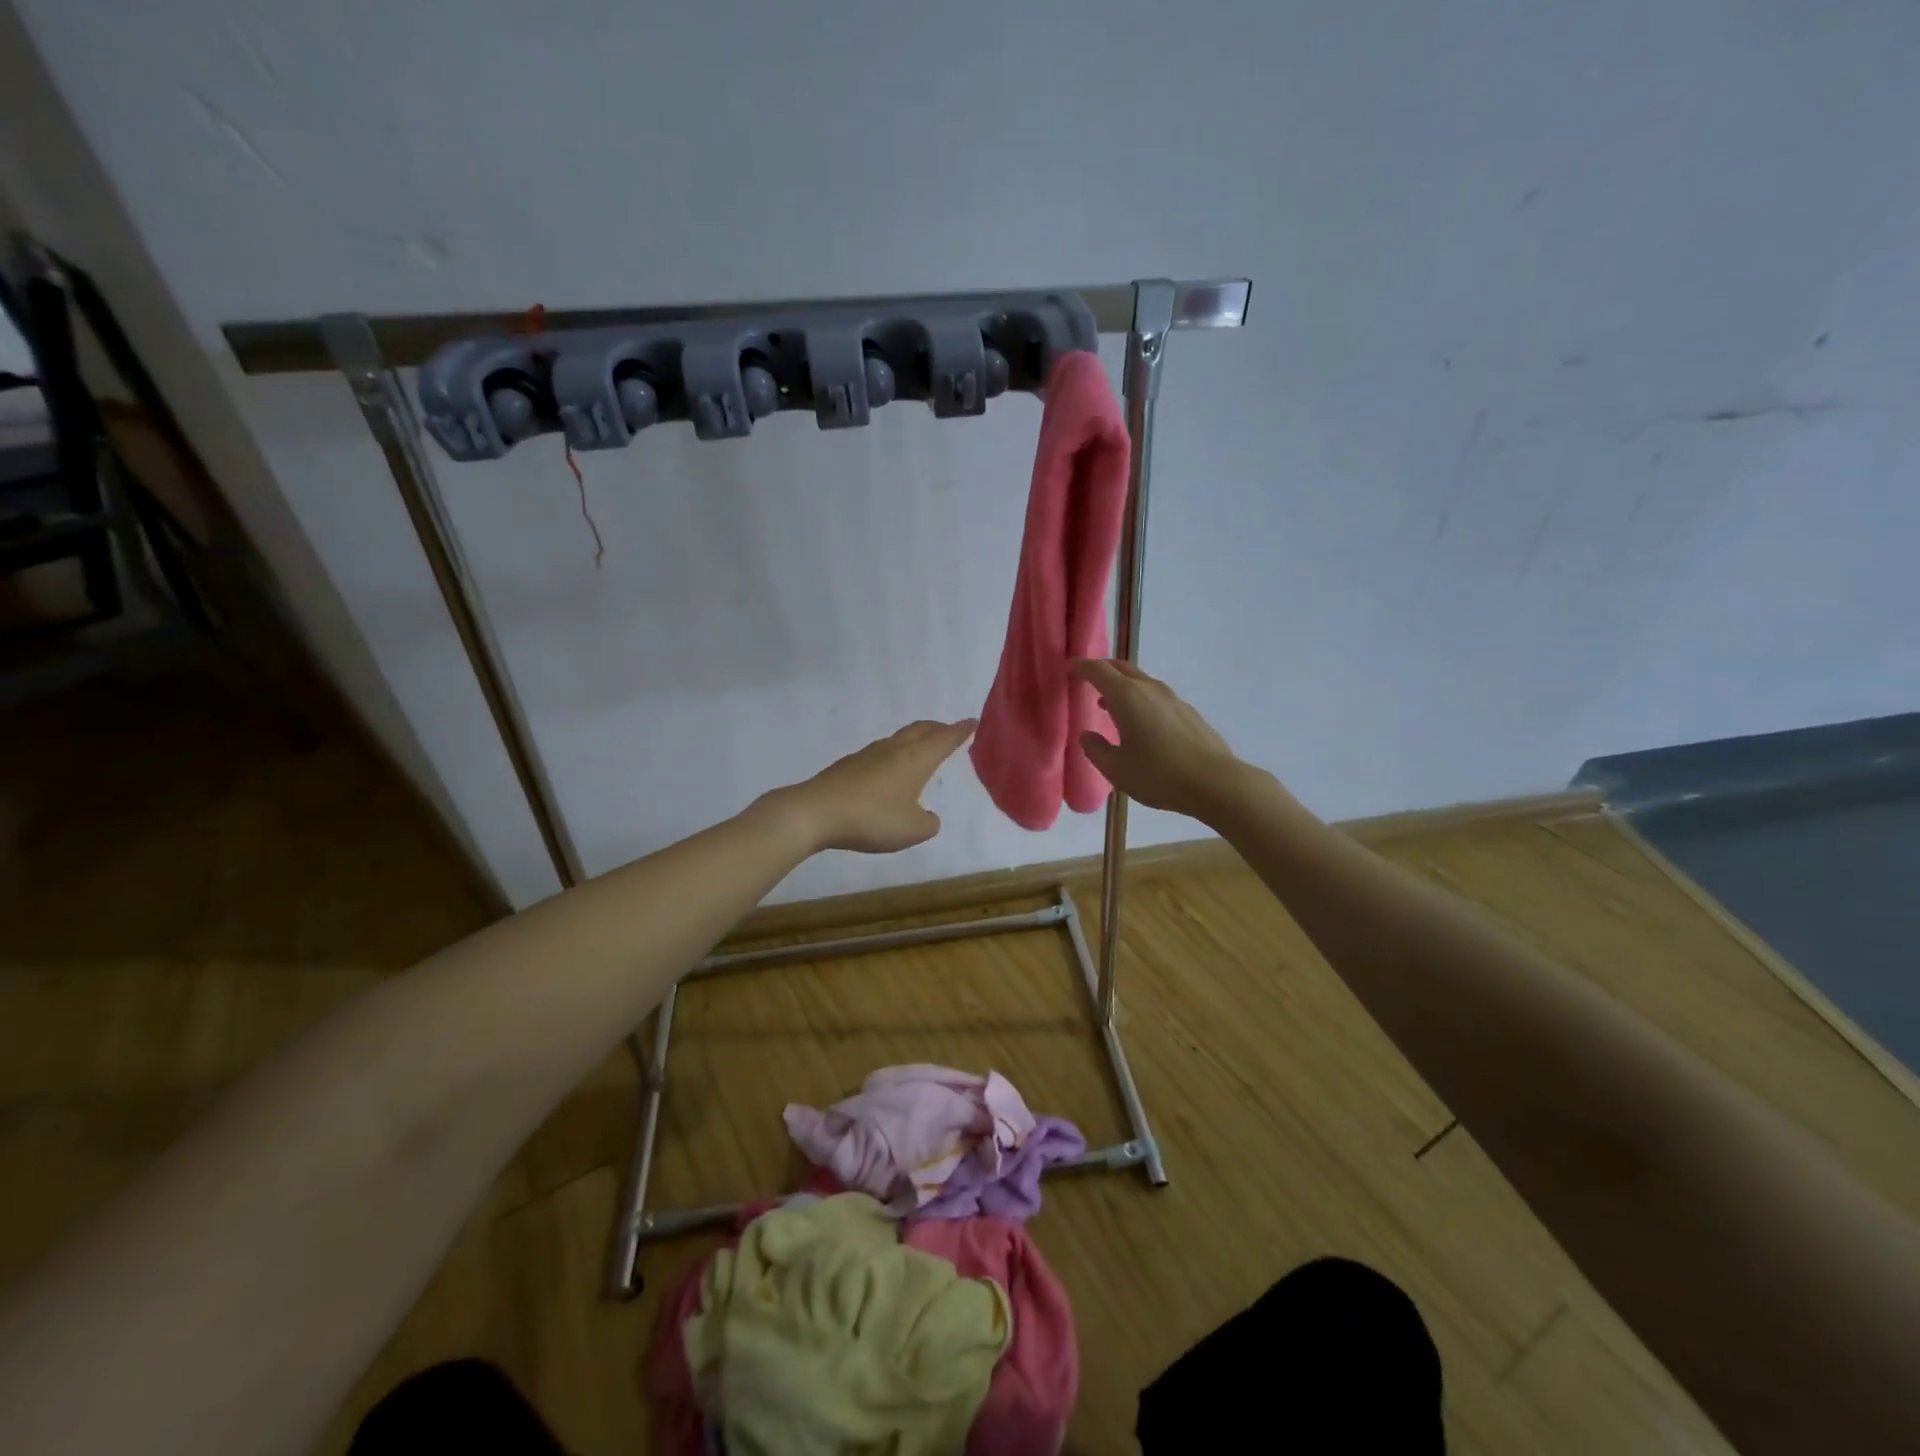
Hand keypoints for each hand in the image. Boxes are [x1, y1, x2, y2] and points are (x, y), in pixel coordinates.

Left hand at [770, 718, 977, 853]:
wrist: (815, 812)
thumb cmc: (872, 818)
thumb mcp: (912, 830)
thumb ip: (927, 823)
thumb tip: (927, 816)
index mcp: (916, 759)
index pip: (945, 739)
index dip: (961, 730)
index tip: (973, 722)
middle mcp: (894, 749)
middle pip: (921, 730)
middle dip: (938, 728)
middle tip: (950, 731)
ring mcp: (868, 754)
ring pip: (899, 739)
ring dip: (915, 740)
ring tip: (921, 750)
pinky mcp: (848, 765)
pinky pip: (880, 753)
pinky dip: (893, 756)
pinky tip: (888, 772)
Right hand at [1070, 659, 1247, 820]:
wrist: (1214, 782)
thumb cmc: (1158, 775)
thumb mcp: (1117, 769)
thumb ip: (1096, 750)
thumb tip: (1087, 736)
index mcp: (1126, 697)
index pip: (1098, 671)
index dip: (1081, 666)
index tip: (1069, 666)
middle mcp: (1149, 689)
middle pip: (1122, 668)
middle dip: (1102, 669)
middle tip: (1087, 678)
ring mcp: (1172, 699)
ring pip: (1141, 681)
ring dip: (1122, 686)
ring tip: (1109, 704)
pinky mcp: (1188, 712)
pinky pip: (1156, 696)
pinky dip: (1140, 699)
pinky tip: (1141, 722)